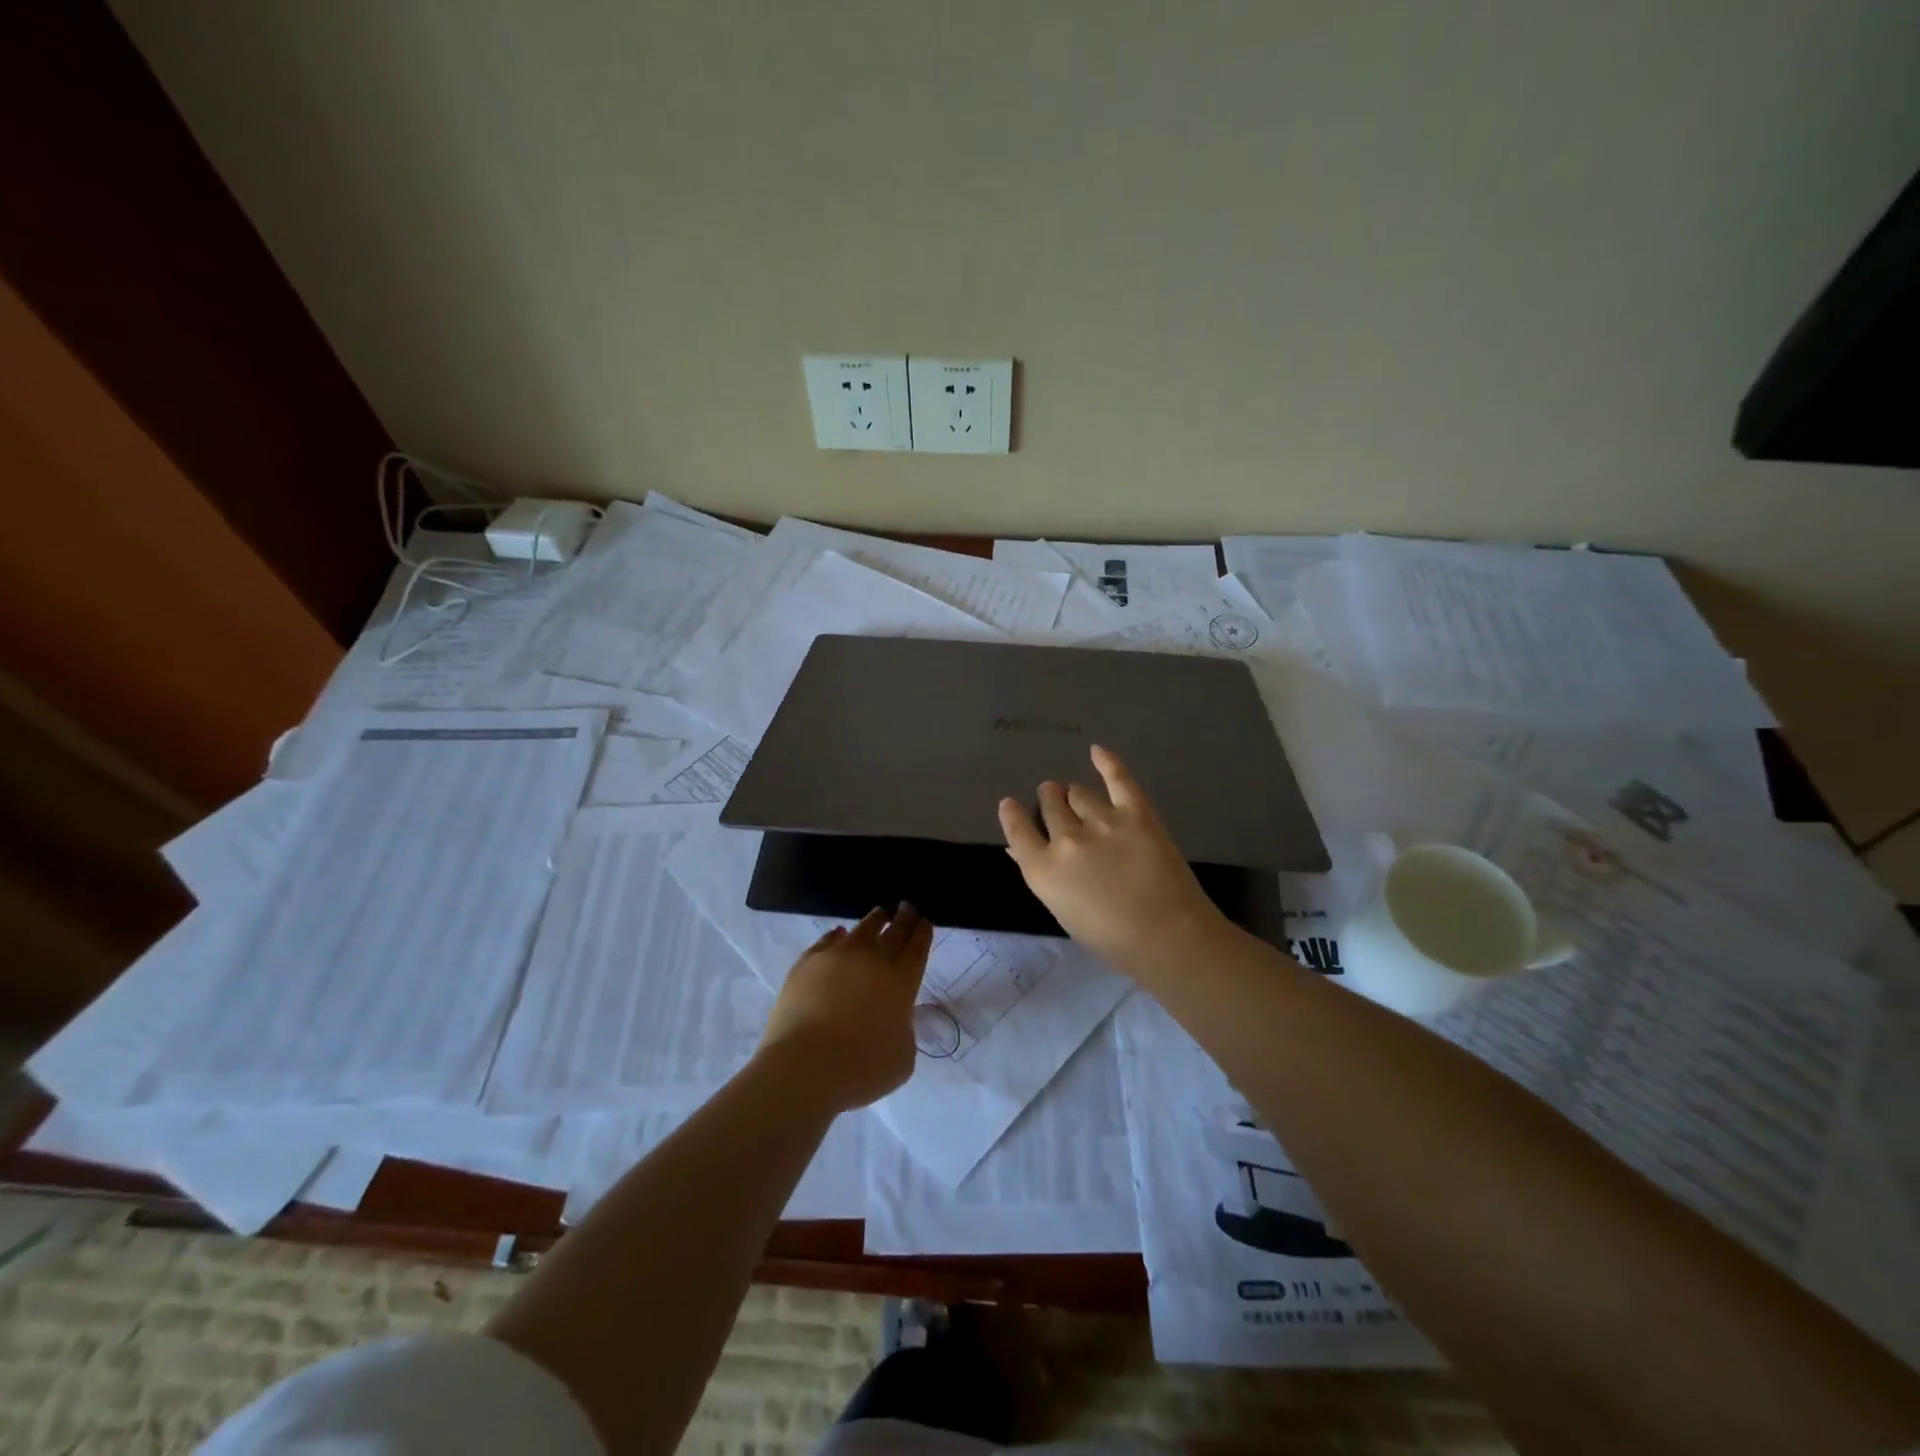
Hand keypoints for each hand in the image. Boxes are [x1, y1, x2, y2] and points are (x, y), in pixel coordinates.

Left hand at [757, 904, 932, 1112]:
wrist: (804, 1066)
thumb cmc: (861, 1068)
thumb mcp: (903, 1059)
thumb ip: (904, 1031)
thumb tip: (893, 1019)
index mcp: (902, 981)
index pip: (917, 948)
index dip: (923, 932)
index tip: (925, 920)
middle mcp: (874, 960)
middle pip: (894, 930)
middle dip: (904, 917)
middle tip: (908, 906)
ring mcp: (839, 956)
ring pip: (863, 928)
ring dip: (876, 919)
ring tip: (880, 913)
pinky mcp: (808, 962)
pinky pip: (829, 939)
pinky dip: (838, 935)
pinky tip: (840, 934)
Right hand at [999, 745, 1226, 972]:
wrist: (1166, 935)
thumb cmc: (1111, 939)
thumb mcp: (1064, 911)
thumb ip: (1041, 874)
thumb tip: (1018, 850)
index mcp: (1043, 870)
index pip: (1018, 830)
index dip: (1012, 814)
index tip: (1010, 804)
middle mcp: (1066, 839)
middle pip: (1051, 805)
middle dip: (1050, 800)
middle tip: (1054, 799)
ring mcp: (1101, 821)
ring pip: (1078, 793)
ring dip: (1073, 793)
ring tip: (1076, 794)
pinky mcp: (1135, 812)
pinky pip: (1117, 778)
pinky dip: (1107, 762)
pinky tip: (1097, 751)